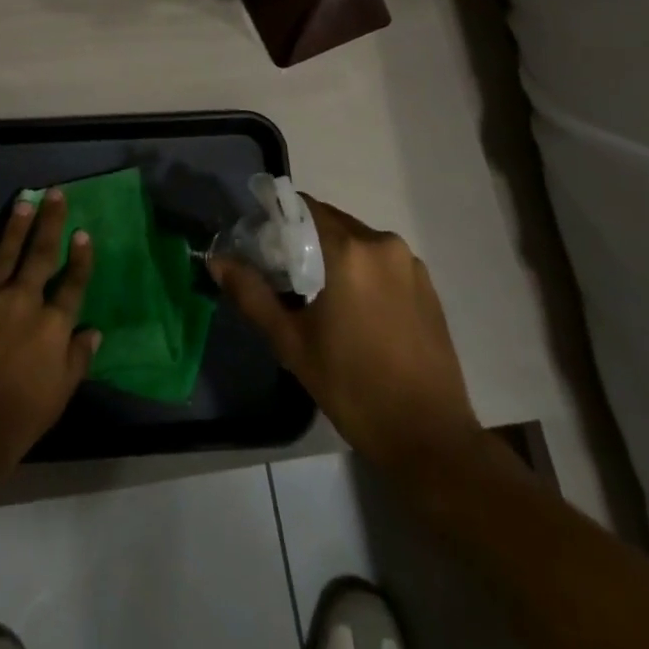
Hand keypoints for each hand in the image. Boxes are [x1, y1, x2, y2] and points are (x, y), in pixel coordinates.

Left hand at [0, 190, 98, 480]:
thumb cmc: (16, 419)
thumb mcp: (60, 395)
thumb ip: (78, 359)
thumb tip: (95, 331)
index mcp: (52, 325)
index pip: (72, 284)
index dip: (80, 258)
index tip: (84, 233)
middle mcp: (23, 301)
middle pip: (41, 254)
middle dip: (50, 222)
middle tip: (55, 194)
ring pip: (5, 253)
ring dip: (16, 226)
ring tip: (25, 202)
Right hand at [209, 196, 480, 472]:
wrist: (430, 440)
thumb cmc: (354, 389)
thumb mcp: (292, 344)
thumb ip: (252, 294)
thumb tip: (217, 260)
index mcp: (349, 251)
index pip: (305, 208)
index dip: (279, 219)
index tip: (262, 243)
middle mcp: (383, 244)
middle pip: (332, 222)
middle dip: (305, 239)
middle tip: (284, 274)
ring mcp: (410, 264)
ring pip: (358, 241)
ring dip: (335, 255)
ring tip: (319, 296)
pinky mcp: (427, 286)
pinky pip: (383, 262)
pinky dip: (363, 272)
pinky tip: (355, 310)